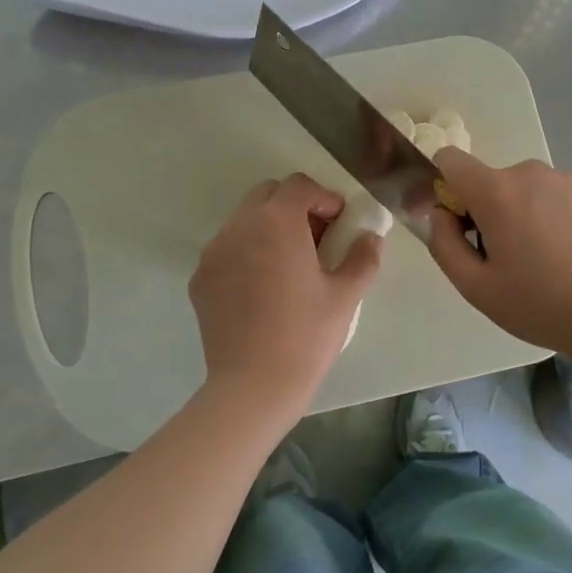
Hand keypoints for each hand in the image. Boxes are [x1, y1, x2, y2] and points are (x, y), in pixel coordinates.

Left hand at [189, 174, 383, 401]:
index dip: (324, 198)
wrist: (253, 386)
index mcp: (276, 223)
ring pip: (244, 220)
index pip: (299, 185)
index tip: (340, 224)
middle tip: (317, 240)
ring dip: (270, 228)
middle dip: (295, 207)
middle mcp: (239, 227)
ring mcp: (214, 253)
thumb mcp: (345, 296)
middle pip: (268, 195)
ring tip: (290, 265)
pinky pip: (228, 249)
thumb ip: (363, 257)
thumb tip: (371, 237)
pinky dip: (248, 253)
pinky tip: (263, 289)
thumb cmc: (306, 336)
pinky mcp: (201, 279)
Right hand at [427, 150, 571, 360]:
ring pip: (529, 189)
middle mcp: (531, 172)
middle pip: (492, 181)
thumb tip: (439, 214)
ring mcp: (568, 178)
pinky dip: (557, 214)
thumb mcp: (476, 287)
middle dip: (490, 211)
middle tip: (508, 257)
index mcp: (496, 191)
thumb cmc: (540, 303)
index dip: (445, 186)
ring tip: (547, 258)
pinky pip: (560, 194)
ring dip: (526, 212)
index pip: (450, 160)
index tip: (458, 221)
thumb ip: (443, 244)